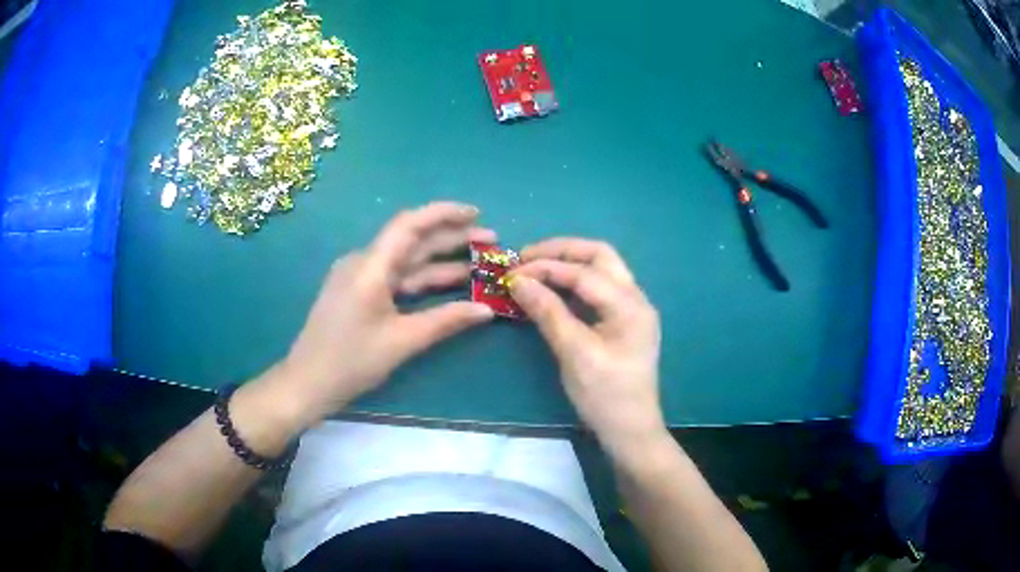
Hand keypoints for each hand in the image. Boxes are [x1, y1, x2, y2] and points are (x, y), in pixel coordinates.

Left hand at [275, 202, 495, 425]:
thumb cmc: (350, 361)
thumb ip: (446, 320)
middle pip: (413, 241)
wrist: (307, 383)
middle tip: (491, 243)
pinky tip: (449, 285)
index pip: (410, 224)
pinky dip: (423, 281)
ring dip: (442, 262)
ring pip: (407, 262)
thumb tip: (487, 309)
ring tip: (480, 264)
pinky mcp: (360, 293)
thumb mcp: (402, 341)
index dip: (444, 214)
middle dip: (452, 239)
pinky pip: (397, 279)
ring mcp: (360, 278)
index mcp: (370, 266)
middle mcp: (364, 263)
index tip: (476, 214)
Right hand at [509, 239, 664, 450]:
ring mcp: (631, 309)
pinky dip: (574, 283)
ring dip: (568, 264)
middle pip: (599, 256)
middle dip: (561, 251)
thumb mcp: (575, 354)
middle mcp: (635, 298)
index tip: (512, 272)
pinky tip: (552, 290)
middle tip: (525, 258)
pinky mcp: (622, 322)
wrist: (630, 431)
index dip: (546, 267)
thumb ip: (548, 313)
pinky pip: (598, 290)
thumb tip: (518, 281)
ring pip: (600, 269)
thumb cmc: (606, 396)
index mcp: (630, 305)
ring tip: (534, 268)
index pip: (584, 272)